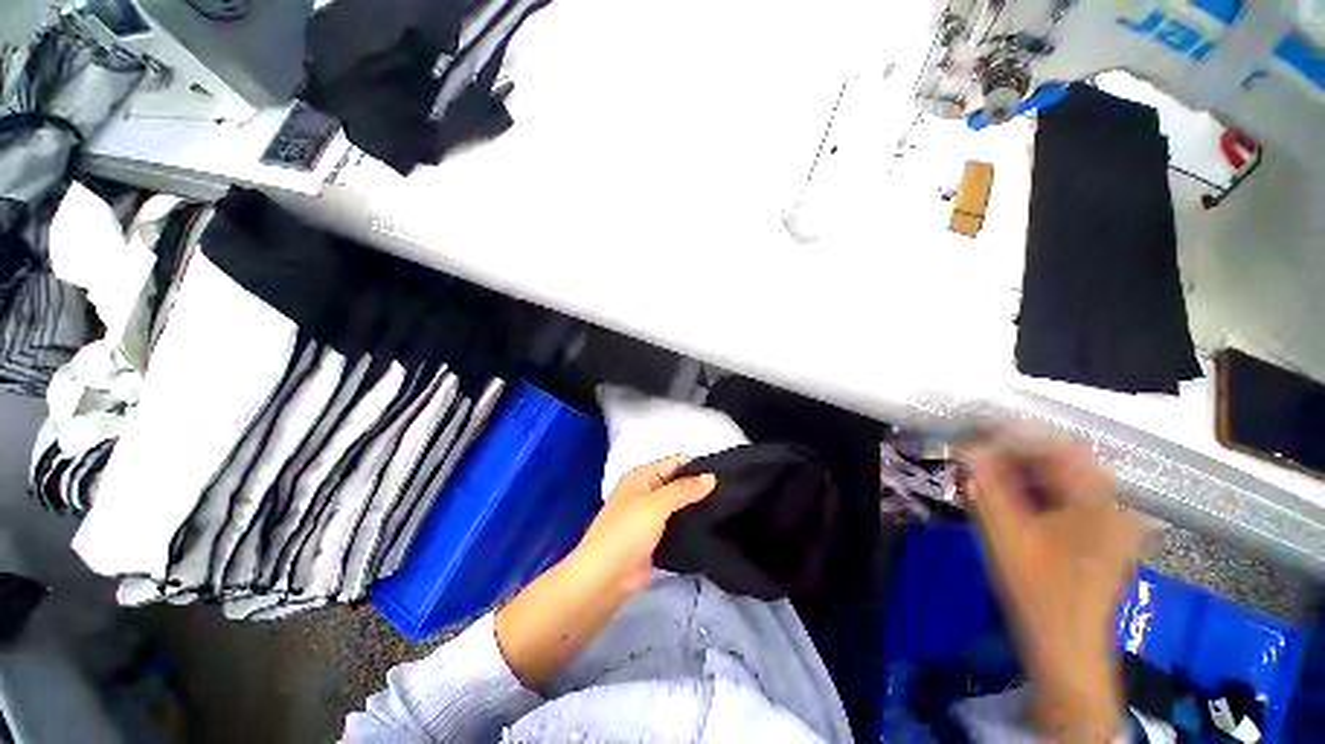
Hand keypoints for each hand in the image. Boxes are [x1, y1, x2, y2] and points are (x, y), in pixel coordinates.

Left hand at [495, 456, 714, 687]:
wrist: (604, 578)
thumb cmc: (627, 532)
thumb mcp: (656, 504)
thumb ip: (684, 489)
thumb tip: (712, 477)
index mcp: (641, 476)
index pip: (674, 463)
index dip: (697, 465)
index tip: (725, 473)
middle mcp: (646, 492)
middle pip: (677, 482)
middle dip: (699, 486)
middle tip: (730, 492)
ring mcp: (650, 516)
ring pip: (678, 504)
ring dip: (696, 505)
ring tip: (727, 507)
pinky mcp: (655, 538)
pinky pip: (676, 525)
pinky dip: (690, 524)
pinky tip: (710, 525)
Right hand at [961, 437, 1143, 740]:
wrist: (1065, 650)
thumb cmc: (1036, 592)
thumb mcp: (1004, 535)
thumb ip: (986, 487)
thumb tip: (967, 449)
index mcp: (1099, 503)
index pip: (1058, 448)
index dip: (1013, 438)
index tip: (975, 437)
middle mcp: (1113, 507)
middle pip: (1062, 464)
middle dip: (1015, 458)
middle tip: (976, 463)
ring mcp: (1111, 525)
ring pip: (1063, 483)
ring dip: (1023, 477)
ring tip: (986, 482)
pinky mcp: (1101, 540)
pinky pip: (1067, 503)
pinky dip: (1036, 496)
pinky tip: (1010, 505)